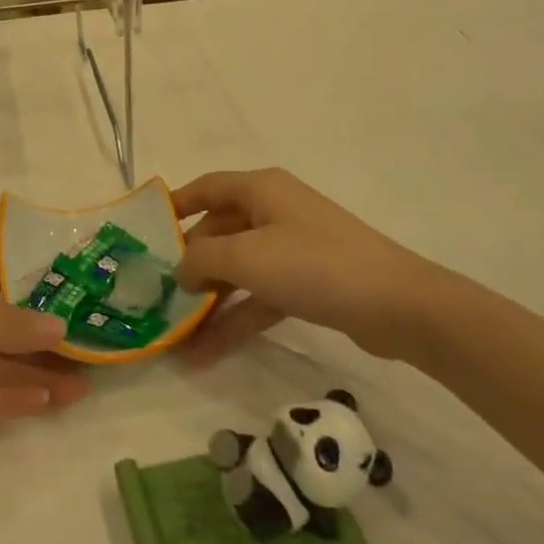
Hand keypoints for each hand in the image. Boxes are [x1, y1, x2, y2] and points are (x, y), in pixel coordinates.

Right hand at [172, 169, 450, 365]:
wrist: (398, 305)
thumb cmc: (314, 265)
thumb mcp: (247, 257)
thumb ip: (202, 258)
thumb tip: (181, 269)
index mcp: (261, 189)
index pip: (207, 188)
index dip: (175, 205)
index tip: (145, 232)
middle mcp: (275, 211)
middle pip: (220, 232)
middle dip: (191, 265)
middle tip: (158, 294)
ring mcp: (293, 249)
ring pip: (239, 270)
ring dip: (210, 302)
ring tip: (176, 337)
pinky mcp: (307, 283)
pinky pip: (260, 297)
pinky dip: (236, 320)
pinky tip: (207, 355)